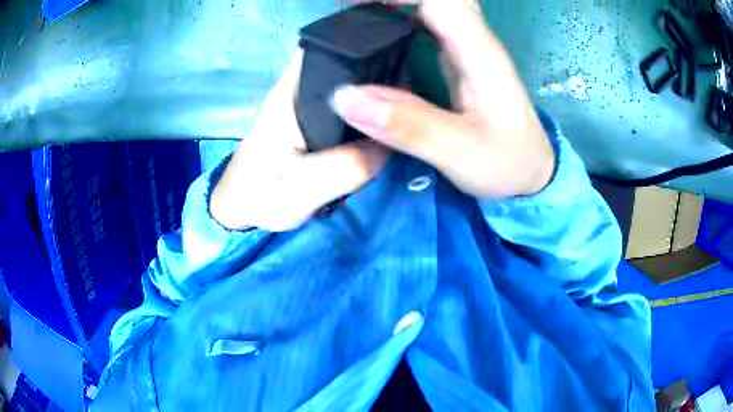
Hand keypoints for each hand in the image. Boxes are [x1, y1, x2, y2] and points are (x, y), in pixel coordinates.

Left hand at [210, 49, 390, 231]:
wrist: (240, 208)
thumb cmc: (261, 194)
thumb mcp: (305, 188)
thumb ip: (348, 166)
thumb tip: (390, 146)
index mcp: (292, 92)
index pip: (330, 47)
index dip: (365, 46)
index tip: (400, 59)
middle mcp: (299, 88)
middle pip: (346, 62)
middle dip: (379, 69)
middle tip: (413, 90)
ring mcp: (305, 102)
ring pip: (347, 83)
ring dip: (375, 91)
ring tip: (408, 104)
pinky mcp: (310, 119)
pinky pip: (346, 105)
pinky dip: (365, 109)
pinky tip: (385, 121)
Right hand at [331, 0, 554, 198]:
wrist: (533, 174)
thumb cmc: (508, 163)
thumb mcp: (460, 152)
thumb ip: (406, 125)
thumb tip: (342, 96)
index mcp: (478, 51)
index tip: (352, 3)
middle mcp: (474, 39)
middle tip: (348, 6)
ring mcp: (468, 47)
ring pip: (432, 5)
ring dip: (394, 4)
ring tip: (354, 12)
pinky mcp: (460, 59)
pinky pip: (428, 22)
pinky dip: (400, 16)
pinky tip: (378, 28)